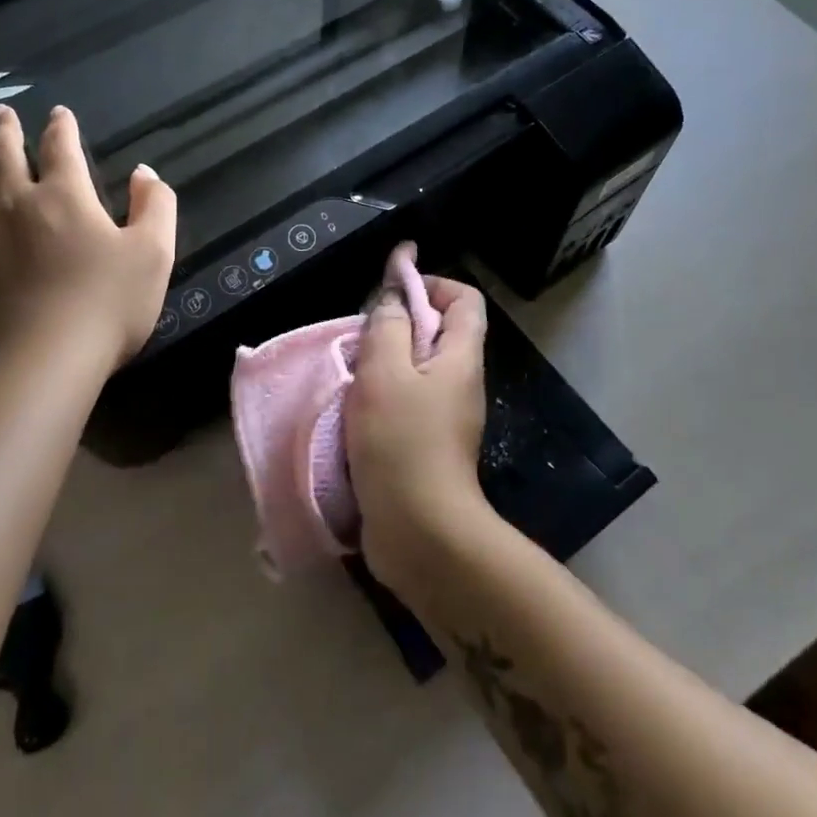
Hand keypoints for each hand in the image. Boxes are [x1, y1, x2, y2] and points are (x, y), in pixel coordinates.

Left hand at [0, 103, 176, 386]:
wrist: (39, 366)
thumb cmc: (105, 308)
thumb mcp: (153, 255)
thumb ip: (155, 207)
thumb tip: (144, 173)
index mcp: (65, 197)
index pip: (61, 148)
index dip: (61, 127)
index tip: (58, 113)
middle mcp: (14, 203)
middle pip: (4, 155)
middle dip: (4, 130)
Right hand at [346, 274, 493, 590]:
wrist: (420, 533)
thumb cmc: (401, 442)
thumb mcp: (385, 372)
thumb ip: (388, 325)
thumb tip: (394, 296)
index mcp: (461, 357)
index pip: (464, 298)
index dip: (430, 283)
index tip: (390, 291)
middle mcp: (461, 381)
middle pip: (438, 330)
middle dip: (399, 323)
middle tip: (361, 336)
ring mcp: (446, 416)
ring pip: (418, 368)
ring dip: (385, 361)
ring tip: (352, 371)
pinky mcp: (427, 444)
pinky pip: (407, 401)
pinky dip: (382, 395)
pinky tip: (354, 408)